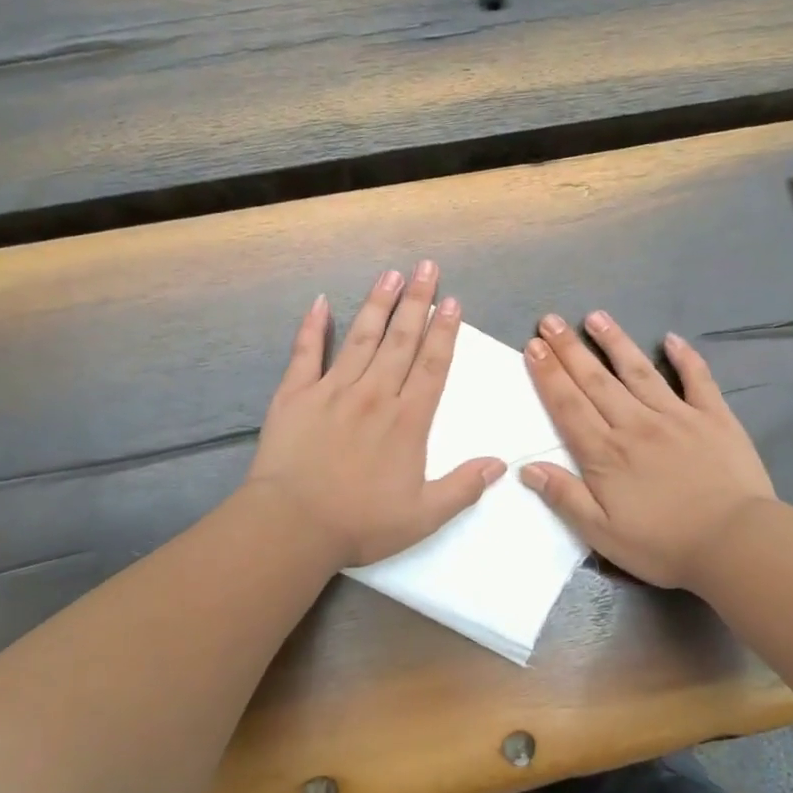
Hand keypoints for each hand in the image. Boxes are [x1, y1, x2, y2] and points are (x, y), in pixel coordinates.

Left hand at [248, 261, 505, 567]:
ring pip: (361, 337)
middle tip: (426, 267)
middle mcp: (374, 394)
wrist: (293, 525)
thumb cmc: (360, 523)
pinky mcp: (295, 394)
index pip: (432, 365)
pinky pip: (306, 352)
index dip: (444, 332)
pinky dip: (313, 326)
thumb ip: (463, 488)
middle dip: (417, 302)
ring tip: (391, 275)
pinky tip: (322, 302)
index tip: (452, 301)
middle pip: (401, 340)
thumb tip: (500, 463)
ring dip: (378, 304)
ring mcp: (332, 389)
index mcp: (408, 420)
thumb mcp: (424, 517)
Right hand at [520, 311, 779, 589]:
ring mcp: (677, 416)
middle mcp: (635, 424)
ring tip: (596, 317)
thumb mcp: (602, 534)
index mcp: (606, 453)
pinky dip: (685, 358)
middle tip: (550, 321)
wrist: (736, 544)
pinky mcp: (714, 418)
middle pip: (596, 381)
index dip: (548, 375)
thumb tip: (528, 468)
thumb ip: (565, 497)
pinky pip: (697, 380)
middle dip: (570, 349)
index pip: (568, 406)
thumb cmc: (664, 545)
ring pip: (639, 371)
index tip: (533, 346)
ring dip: (615, 342)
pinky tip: (672, 339)